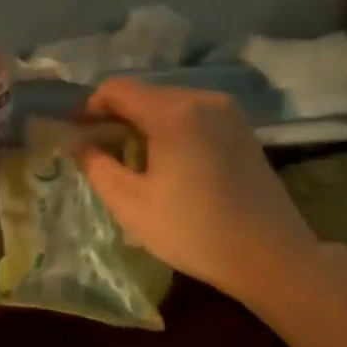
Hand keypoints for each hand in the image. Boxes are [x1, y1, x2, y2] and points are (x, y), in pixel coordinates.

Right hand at [75, 80, 316, 310]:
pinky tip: (167, 164)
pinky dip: (171, 130)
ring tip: (131, 161)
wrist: (271, 257)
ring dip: (144, 125)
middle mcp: (203, 99)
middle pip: (145, 94)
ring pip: (170, 105)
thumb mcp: (131, 204)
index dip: (89, 107)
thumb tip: (79, 144)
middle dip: (116, 117)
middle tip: (99, 152)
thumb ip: (97, 166)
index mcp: (174, 111)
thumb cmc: (194, 231)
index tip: (75, 134)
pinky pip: (193, 117)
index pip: (117, 89)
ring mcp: (228, 112)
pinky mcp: (242, 130)